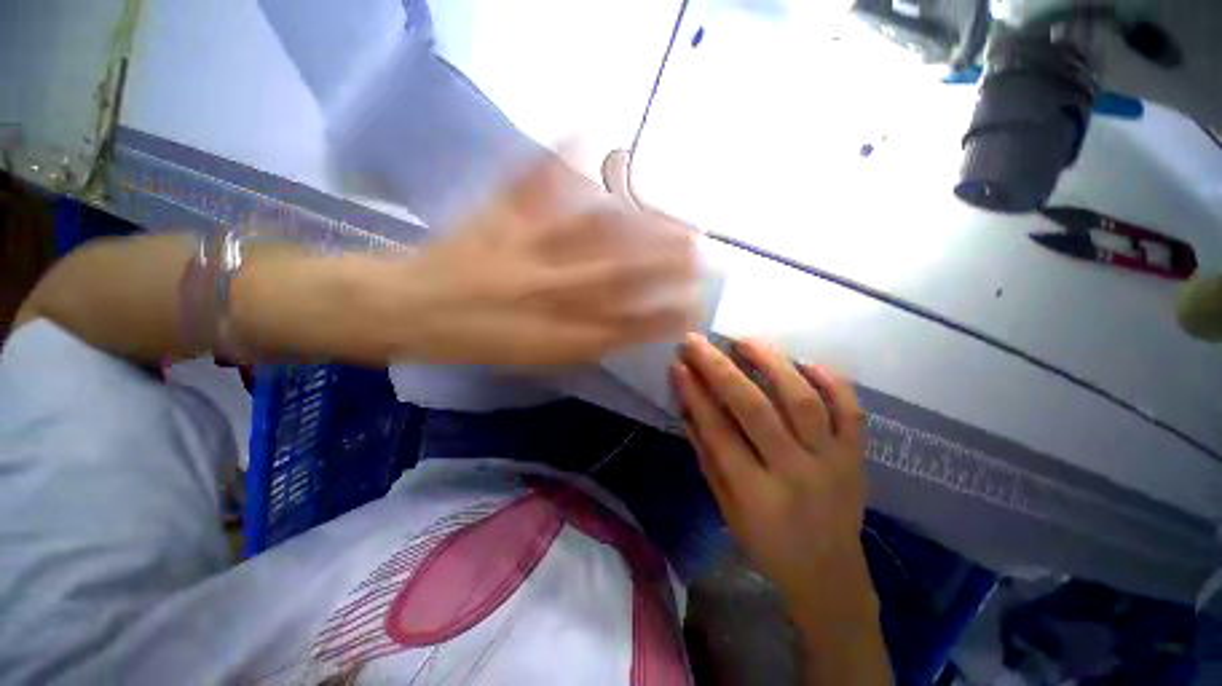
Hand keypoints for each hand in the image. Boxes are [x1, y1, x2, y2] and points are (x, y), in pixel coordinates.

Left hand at [385, 153, 699, 365]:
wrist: (413, 311)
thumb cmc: (479, 341)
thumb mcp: (537, 357)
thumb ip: (584, 341)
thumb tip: (628, 326)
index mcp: (556, 329)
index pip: (625, 324)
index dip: (665, 317)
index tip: (697, 305)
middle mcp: (549, 290)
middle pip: (619, 275)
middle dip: (664, 264)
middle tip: (700, 251)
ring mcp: (524, 249)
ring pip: (592, 235)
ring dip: (638, 224)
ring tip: (673, 214)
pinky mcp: (498, 219)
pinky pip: (528, 186)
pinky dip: (554, 158)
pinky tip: (583, 132)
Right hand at [671, 334, 870, 610]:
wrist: (830, 575)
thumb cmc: (768, 544)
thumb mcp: (726, 507)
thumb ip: (707, 455)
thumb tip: (687, 408)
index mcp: (757, 494)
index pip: (719, 431)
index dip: (695, 394)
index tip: (678, 364)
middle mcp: (796, 473)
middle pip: (755, 409)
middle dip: (720, 369)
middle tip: (698, 342)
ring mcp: (833, 461)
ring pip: (803, 400)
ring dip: (771, 363)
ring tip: (745, 341)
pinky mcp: (857, 456)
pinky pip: (850, 410)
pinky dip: (830, 380)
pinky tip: (804, 361)